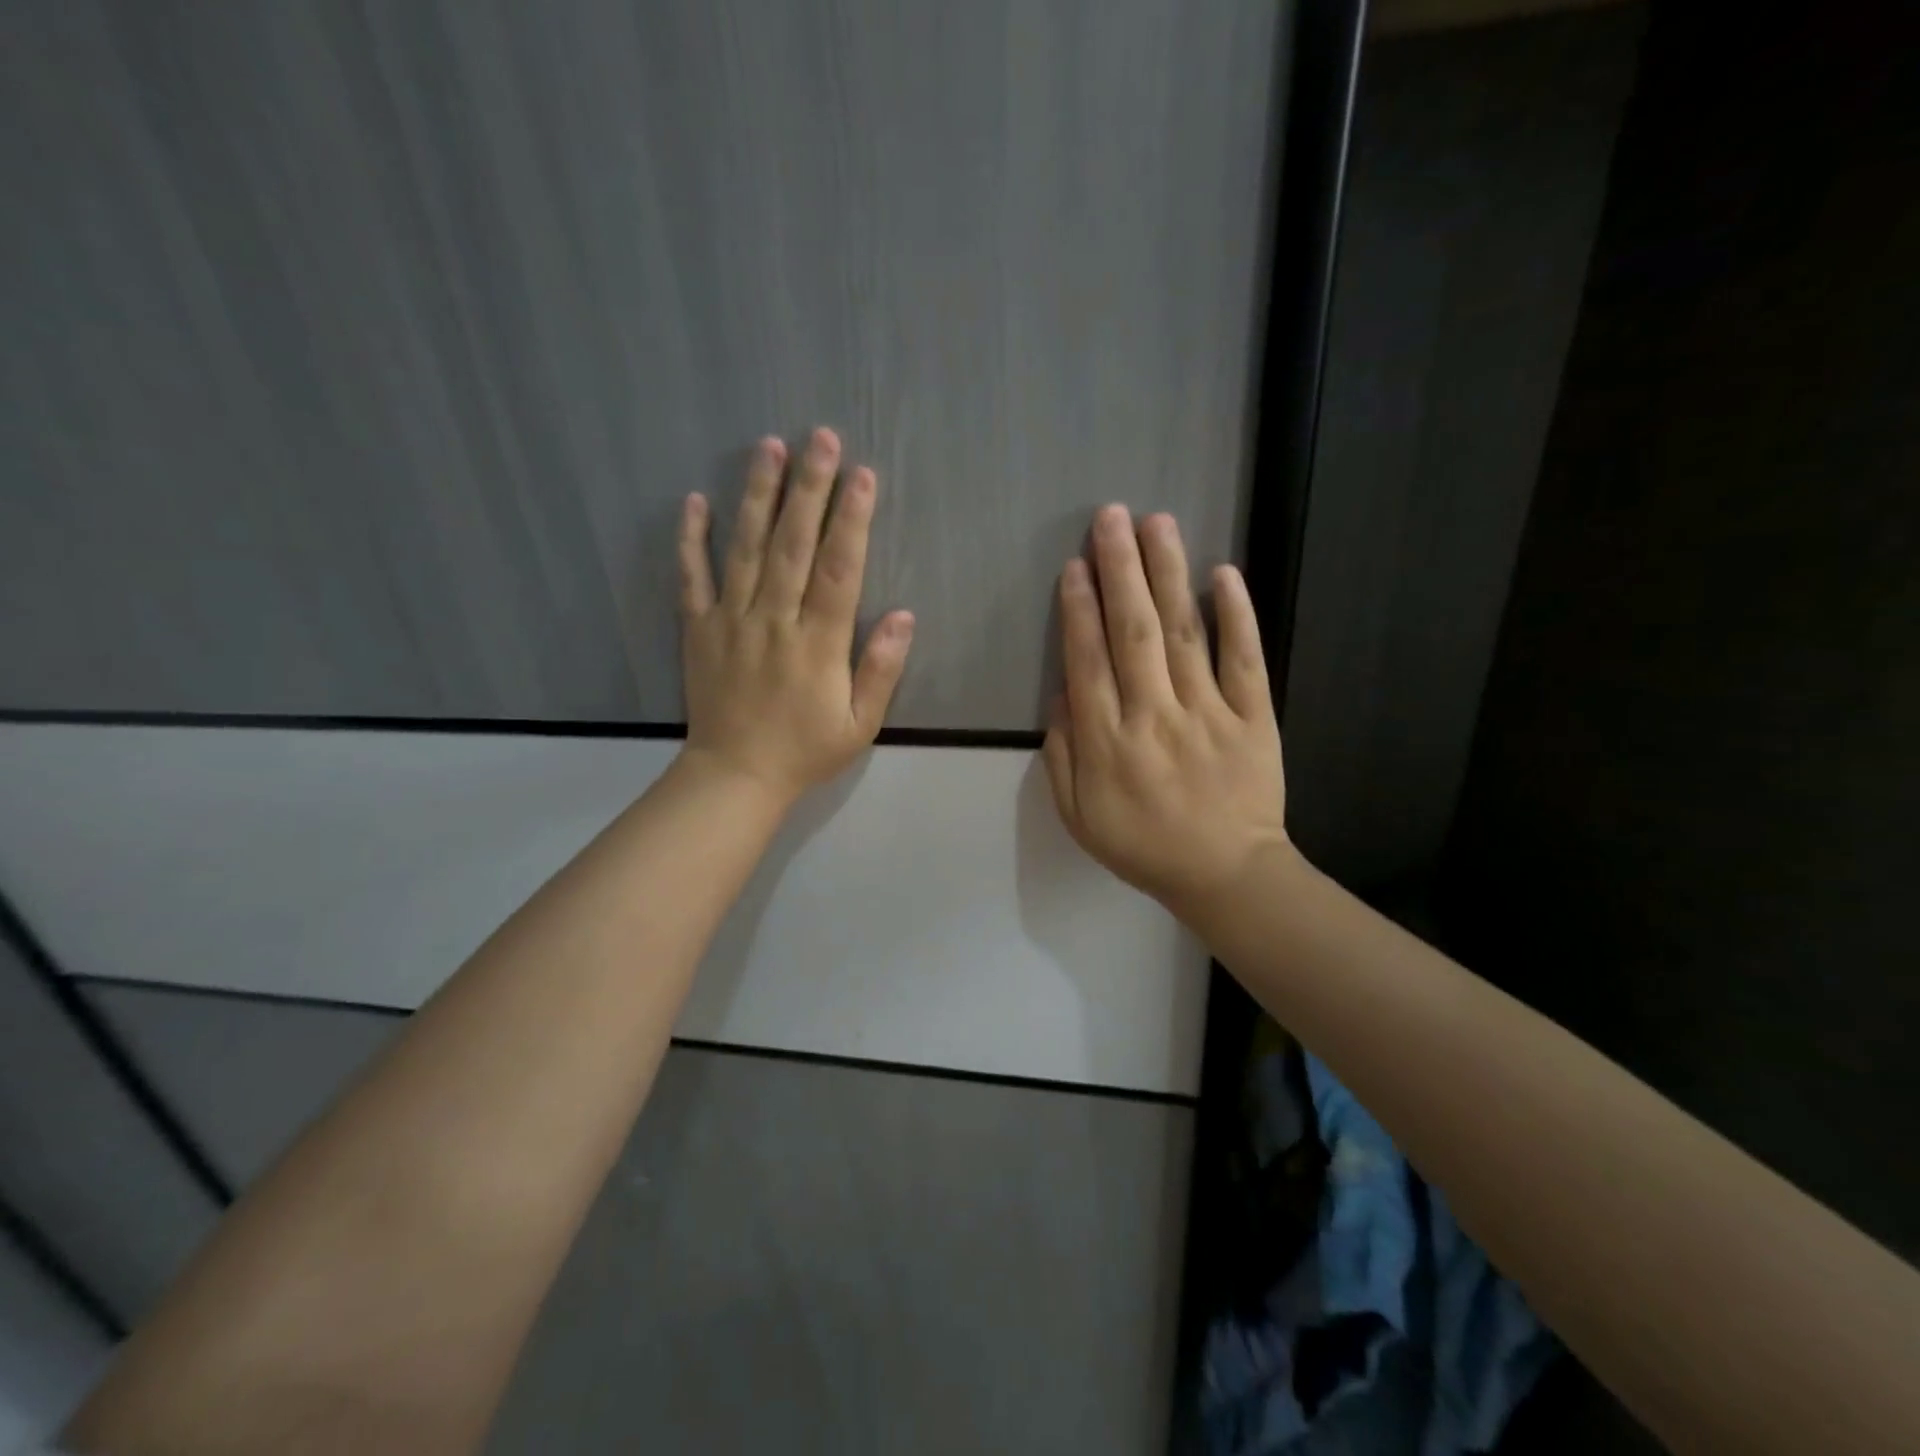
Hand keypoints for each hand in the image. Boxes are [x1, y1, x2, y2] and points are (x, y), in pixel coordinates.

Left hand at [678, 428, 913, 806]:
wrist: (736, 777)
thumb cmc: (805, 751)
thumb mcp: (860, 724)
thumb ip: (881, 669)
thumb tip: (905, 616)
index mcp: (818, 644)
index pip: (838, 571)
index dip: (852, 521)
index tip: (863, 475)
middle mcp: (774, 621)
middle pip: (793, 545)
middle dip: (810, 489)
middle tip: (819, 437)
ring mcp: (732, 621)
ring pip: (745, 549)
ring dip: (757, 496)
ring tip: (768, 448)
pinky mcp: (699, 629)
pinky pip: (692, 578)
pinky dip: (691, 540)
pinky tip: (694, 501)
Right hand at [1042, 505, 1289, 922]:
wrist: (1226, 874)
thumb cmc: (1143, 845)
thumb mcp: (1078, 815)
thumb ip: (1063, 754)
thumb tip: (1063, 692)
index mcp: (1108, 744)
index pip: (1088, 661)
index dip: (1079, 609)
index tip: (1075, 566)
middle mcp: (1154, 717)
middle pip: (1131, 632)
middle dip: (1119, 570)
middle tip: (1109, 517)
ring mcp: (1207, 714)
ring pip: (1182, 634)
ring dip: (1168, 574)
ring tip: (1156, 523)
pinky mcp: (1252, 717)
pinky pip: (1244, 660)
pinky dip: (1236, 615)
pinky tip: (1223, 573)